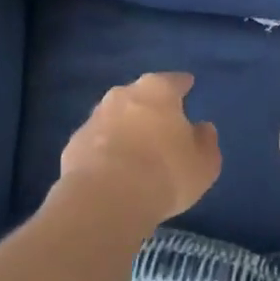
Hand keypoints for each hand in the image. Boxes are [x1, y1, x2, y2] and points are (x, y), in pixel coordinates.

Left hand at [57, 72, 220, 224]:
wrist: (105, 199)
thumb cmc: (165, 174)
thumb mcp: (203, 163)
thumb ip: (205, 142)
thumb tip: (202, 129)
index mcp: (157, 91)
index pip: (174, 81)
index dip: (183, 84)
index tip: (188, 85)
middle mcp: (122, 95)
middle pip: (140, 95)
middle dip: (150, 106)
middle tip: (162, 123)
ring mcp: (93, 119)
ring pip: (115, 117)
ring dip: (125, 128)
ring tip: (137, 150)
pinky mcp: (73, 144)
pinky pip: (97, 143)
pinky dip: (106, 150)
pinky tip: (113, 170)